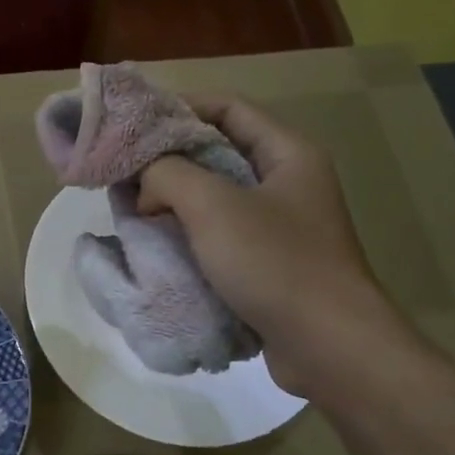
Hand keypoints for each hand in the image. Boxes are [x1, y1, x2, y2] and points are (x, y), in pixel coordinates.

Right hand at [137, 95, 407, 396]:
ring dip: (174, 198)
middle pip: (219, 151)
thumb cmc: (275, 263)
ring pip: (216, 196)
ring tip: (132, 206)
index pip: (228, 108)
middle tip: (125, 168)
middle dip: (169, 157)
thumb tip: (144, 184)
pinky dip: (188, 232)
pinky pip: (221, 233)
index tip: (134, 121)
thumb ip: (167, 174)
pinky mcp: (270, 263)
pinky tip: (157, 242)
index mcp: (288, 154)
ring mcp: (281, 225)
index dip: (180, 107)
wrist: (329, 347)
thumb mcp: (212, 206)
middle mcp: (288, 182)